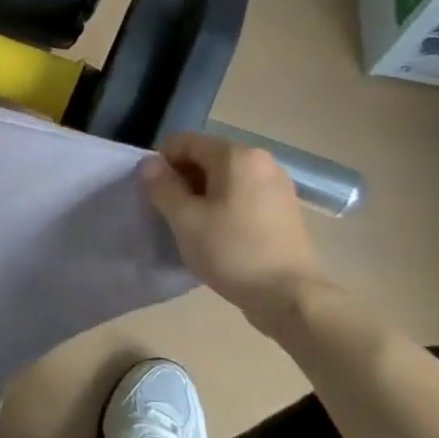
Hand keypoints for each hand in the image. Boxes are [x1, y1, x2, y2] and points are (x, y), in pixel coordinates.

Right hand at [142, 132, 327, 324]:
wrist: (289, 295)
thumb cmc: (231, 251)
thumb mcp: (184, 219)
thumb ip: (162, 186)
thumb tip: (149, 164)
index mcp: (237, 156)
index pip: (185, 142)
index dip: (161, 162)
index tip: (151, 193)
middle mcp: (261, 161)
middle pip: (206, 157)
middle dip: (181, 178)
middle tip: (168, 211)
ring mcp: (277, 184)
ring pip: (224, 177)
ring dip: (200, 193)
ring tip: (191, 224)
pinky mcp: (284, 207)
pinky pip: (242, 193)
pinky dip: (222, 204)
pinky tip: (217, 232)